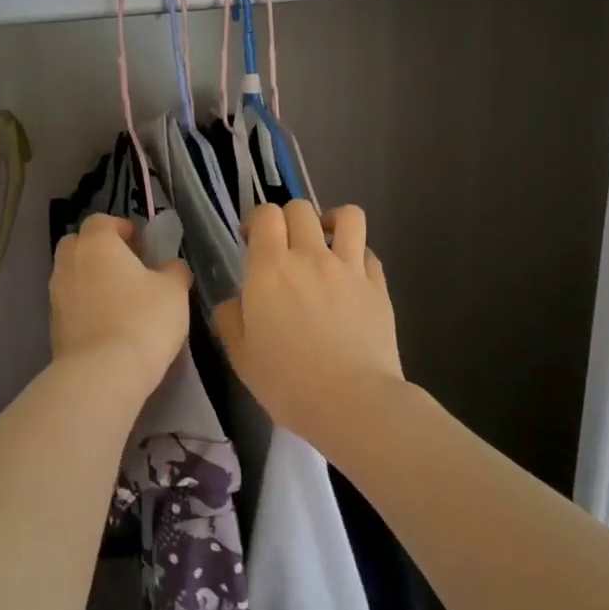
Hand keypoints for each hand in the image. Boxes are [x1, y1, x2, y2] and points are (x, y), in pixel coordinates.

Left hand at [49, 215, 193, 388]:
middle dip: (98, 249)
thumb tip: (170, 266)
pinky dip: (84, 304)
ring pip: (71, 274)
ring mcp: (56, 294)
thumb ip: (174, 270)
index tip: (138, 242)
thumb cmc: (143, 320)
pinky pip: (70, 302)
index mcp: (97, 243)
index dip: (119, 227)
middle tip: (125, 265)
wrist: (103, 373)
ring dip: (90, 278)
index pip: (101, 221)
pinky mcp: (53, 324)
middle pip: (78, 243)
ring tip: (118, 297)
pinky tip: (107, 322)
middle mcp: (70, 262)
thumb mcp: (174, 291)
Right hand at [213, 202, 402, 431]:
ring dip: (331, 222)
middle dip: (288, 219)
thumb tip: (234, 301)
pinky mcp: (378, 285)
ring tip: (325, 242)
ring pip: (347, 216)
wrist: (352, 402)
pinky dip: (357, 256)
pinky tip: (350, 277)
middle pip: (300, 208)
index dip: (256, 221)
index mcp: (270, 268)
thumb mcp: (241, 355)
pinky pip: (368, 252)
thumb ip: (230, 318)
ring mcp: (349, 267)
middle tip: (284, 247)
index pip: (265, 215)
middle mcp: (310, 256)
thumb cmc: (287, 381)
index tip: (251, 241)